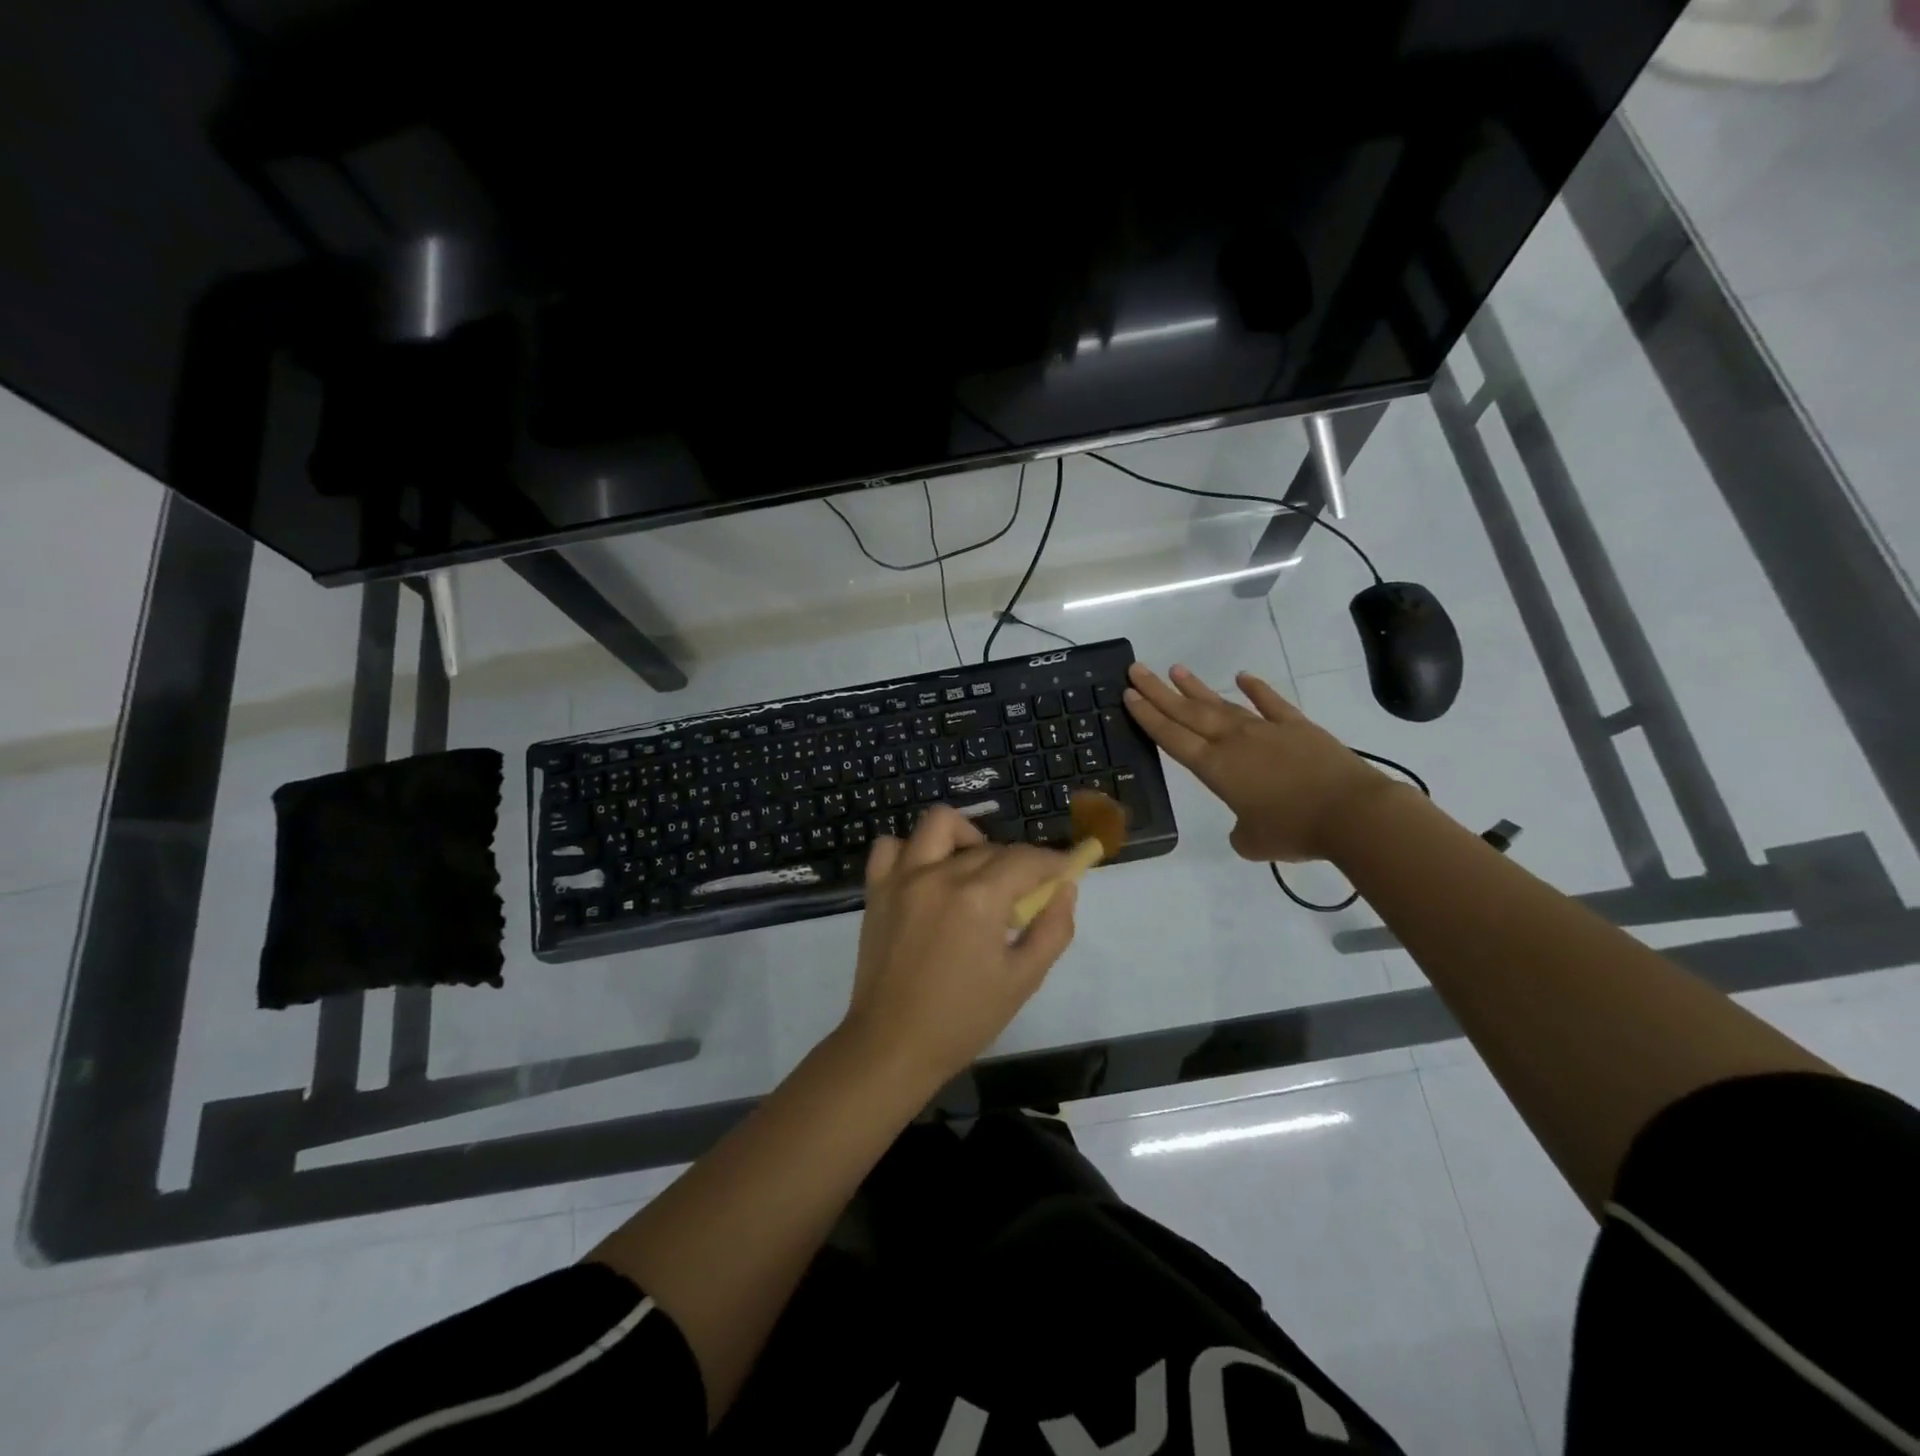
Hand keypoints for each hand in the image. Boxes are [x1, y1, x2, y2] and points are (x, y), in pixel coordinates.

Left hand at [844, 807, 1077, 1086]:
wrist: (893, 1045)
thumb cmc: (963, 1019)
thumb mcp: (1023, 980)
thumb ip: (1053, 929)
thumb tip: (1065, 888)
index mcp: (979, 898)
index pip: (1026, 859)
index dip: (1053, 861)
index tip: (1067, 868)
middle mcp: (939, 875)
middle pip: (990, 847)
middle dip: (1016, 864)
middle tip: (1023, 896)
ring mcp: (902, 878)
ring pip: (938, 824)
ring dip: (966, 837)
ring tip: (974, 869)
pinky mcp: (876, 889)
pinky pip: (890, 846)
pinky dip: (912, 850)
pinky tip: (927, 873)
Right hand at [1124, 662, 1394, 862]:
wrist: (1352, 813)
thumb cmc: (1294, 831)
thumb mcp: (1253, 842)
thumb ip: (1240, 832)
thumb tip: (1244, 827)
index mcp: (1216, 768)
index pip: (1172, 738)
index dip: (1148, 716)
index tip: (1128, 694)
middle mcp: (1233, 741)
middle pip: (1188, 712)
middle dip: (1159, 692)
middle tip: (1136, 670)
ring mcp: (1265, 729)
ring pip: (1221, 704)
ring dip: (1196, 687)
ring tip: (1174, 670)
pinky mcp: (1297, 726)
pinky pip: (1271, 703)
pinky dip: (1256, 688)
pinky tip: (1243, 676)